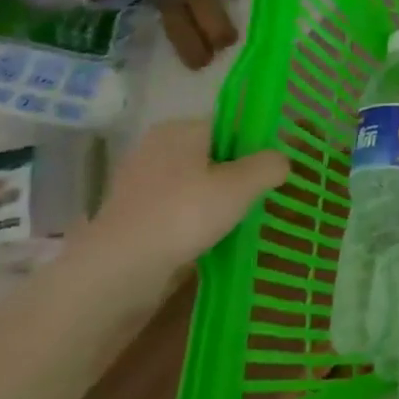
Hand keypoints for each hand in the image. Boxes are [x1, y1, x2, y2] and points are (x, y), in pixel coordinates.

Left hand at [73, 120, 288, 279]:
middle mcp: (155, 148)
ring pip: (194, 184)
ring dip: (216, 201)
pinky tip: (211, 239)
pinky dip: (195, 221)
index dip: (255, 146)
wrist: (117, 272)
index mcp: (180, 129)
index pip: (229, 126)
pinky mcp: (131, 217)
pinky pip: (176, 210)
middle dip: (237, 175)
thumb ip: (269, 166)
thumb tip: (280, 161)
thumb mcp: (242, 186)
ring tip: (240, 221)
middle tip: (261, 198)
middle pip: (212, 155)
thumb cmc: (184, 215)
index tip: (273, 171)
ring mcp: (139, 184)